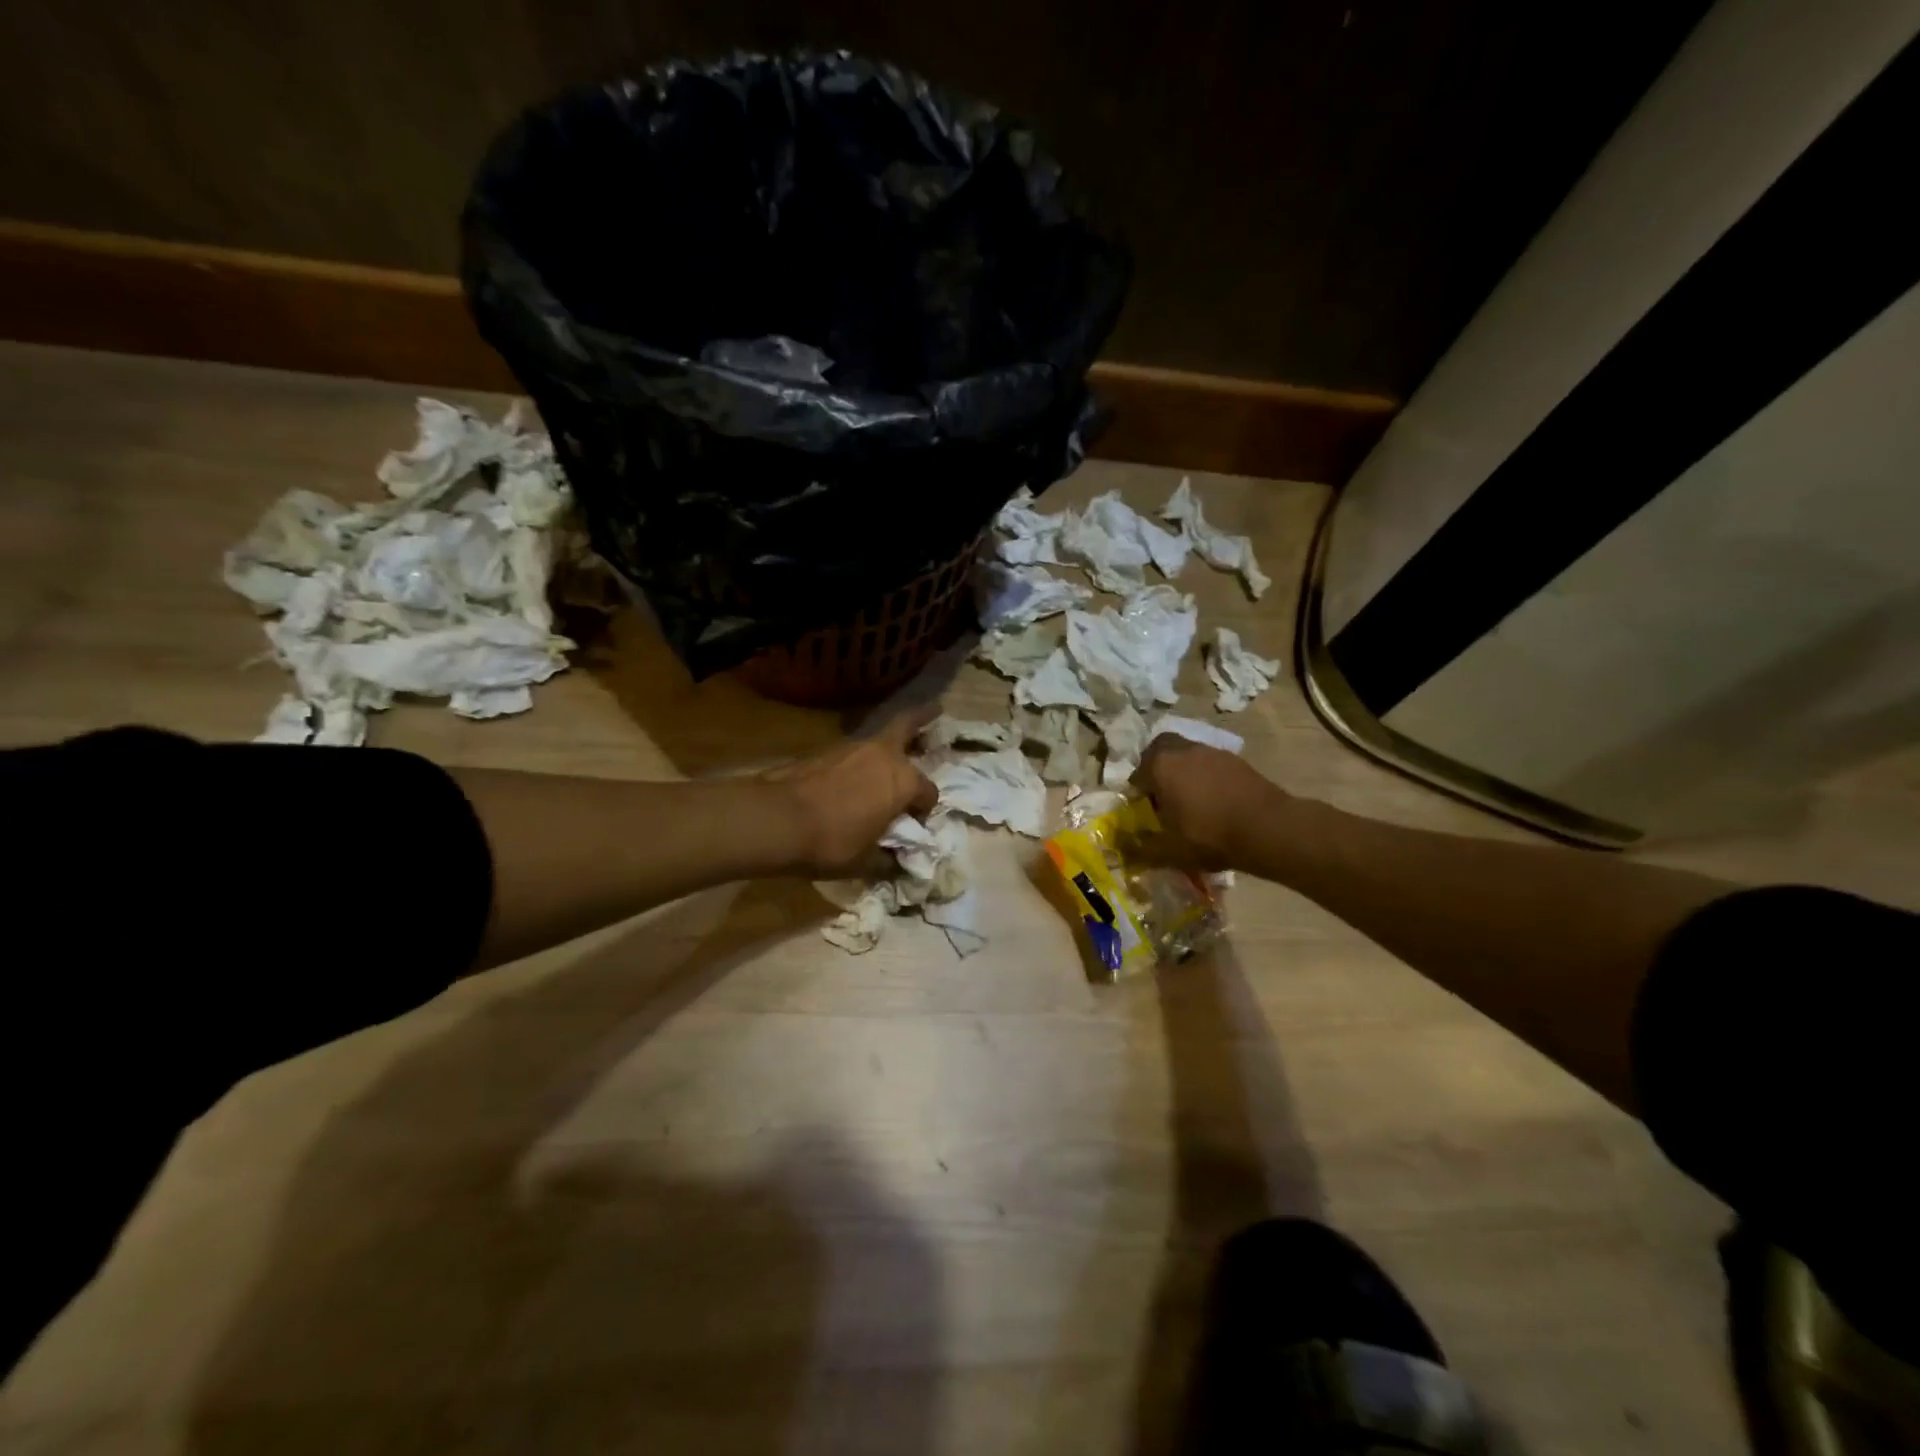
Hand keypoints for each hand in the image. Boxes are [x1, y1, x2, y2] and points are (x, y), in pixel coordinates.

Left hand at [763, 705, 939, 877]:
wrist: (778, 820)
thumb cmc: (832, 842)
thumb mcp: (865, 862)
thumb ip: (886, 858)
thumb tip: (895, 861)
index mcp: (904, 781)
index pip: (928, 792)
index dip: (924, 810)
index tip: (913, 826)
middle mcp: (883, 755)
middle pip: (908, 726)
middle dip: (924, 718)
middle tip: (936, 709)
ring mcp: (852, 748)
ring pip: (879, 741)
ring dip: (887, 746)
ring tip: (889, 759)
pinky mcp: (825, 751)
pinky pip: (853, 753)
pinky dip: (859, 760)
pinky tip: (853, 778)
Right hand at [1131, 735, 1280, 871]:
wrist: (1269, 829)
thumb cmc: (1211, 836)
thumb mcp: (1170, 851)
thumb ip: (1142, 848)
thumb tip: (1124, 847)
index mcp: (1161, 766)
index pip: (1136, 774)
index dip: (1137, 793)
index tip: (1143, 811)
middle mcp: (1184, 750)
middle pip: (1161, 750)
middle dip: (1156, 767)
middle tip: (1161, 794)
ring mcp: (1213, 752)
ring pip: (1187, 754)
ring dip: (1183, 771)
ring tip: (1190, 800)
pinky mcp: (1236, 760)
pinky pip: (1210, 763)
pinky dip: (1206, 776)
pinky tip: (1215, 801)